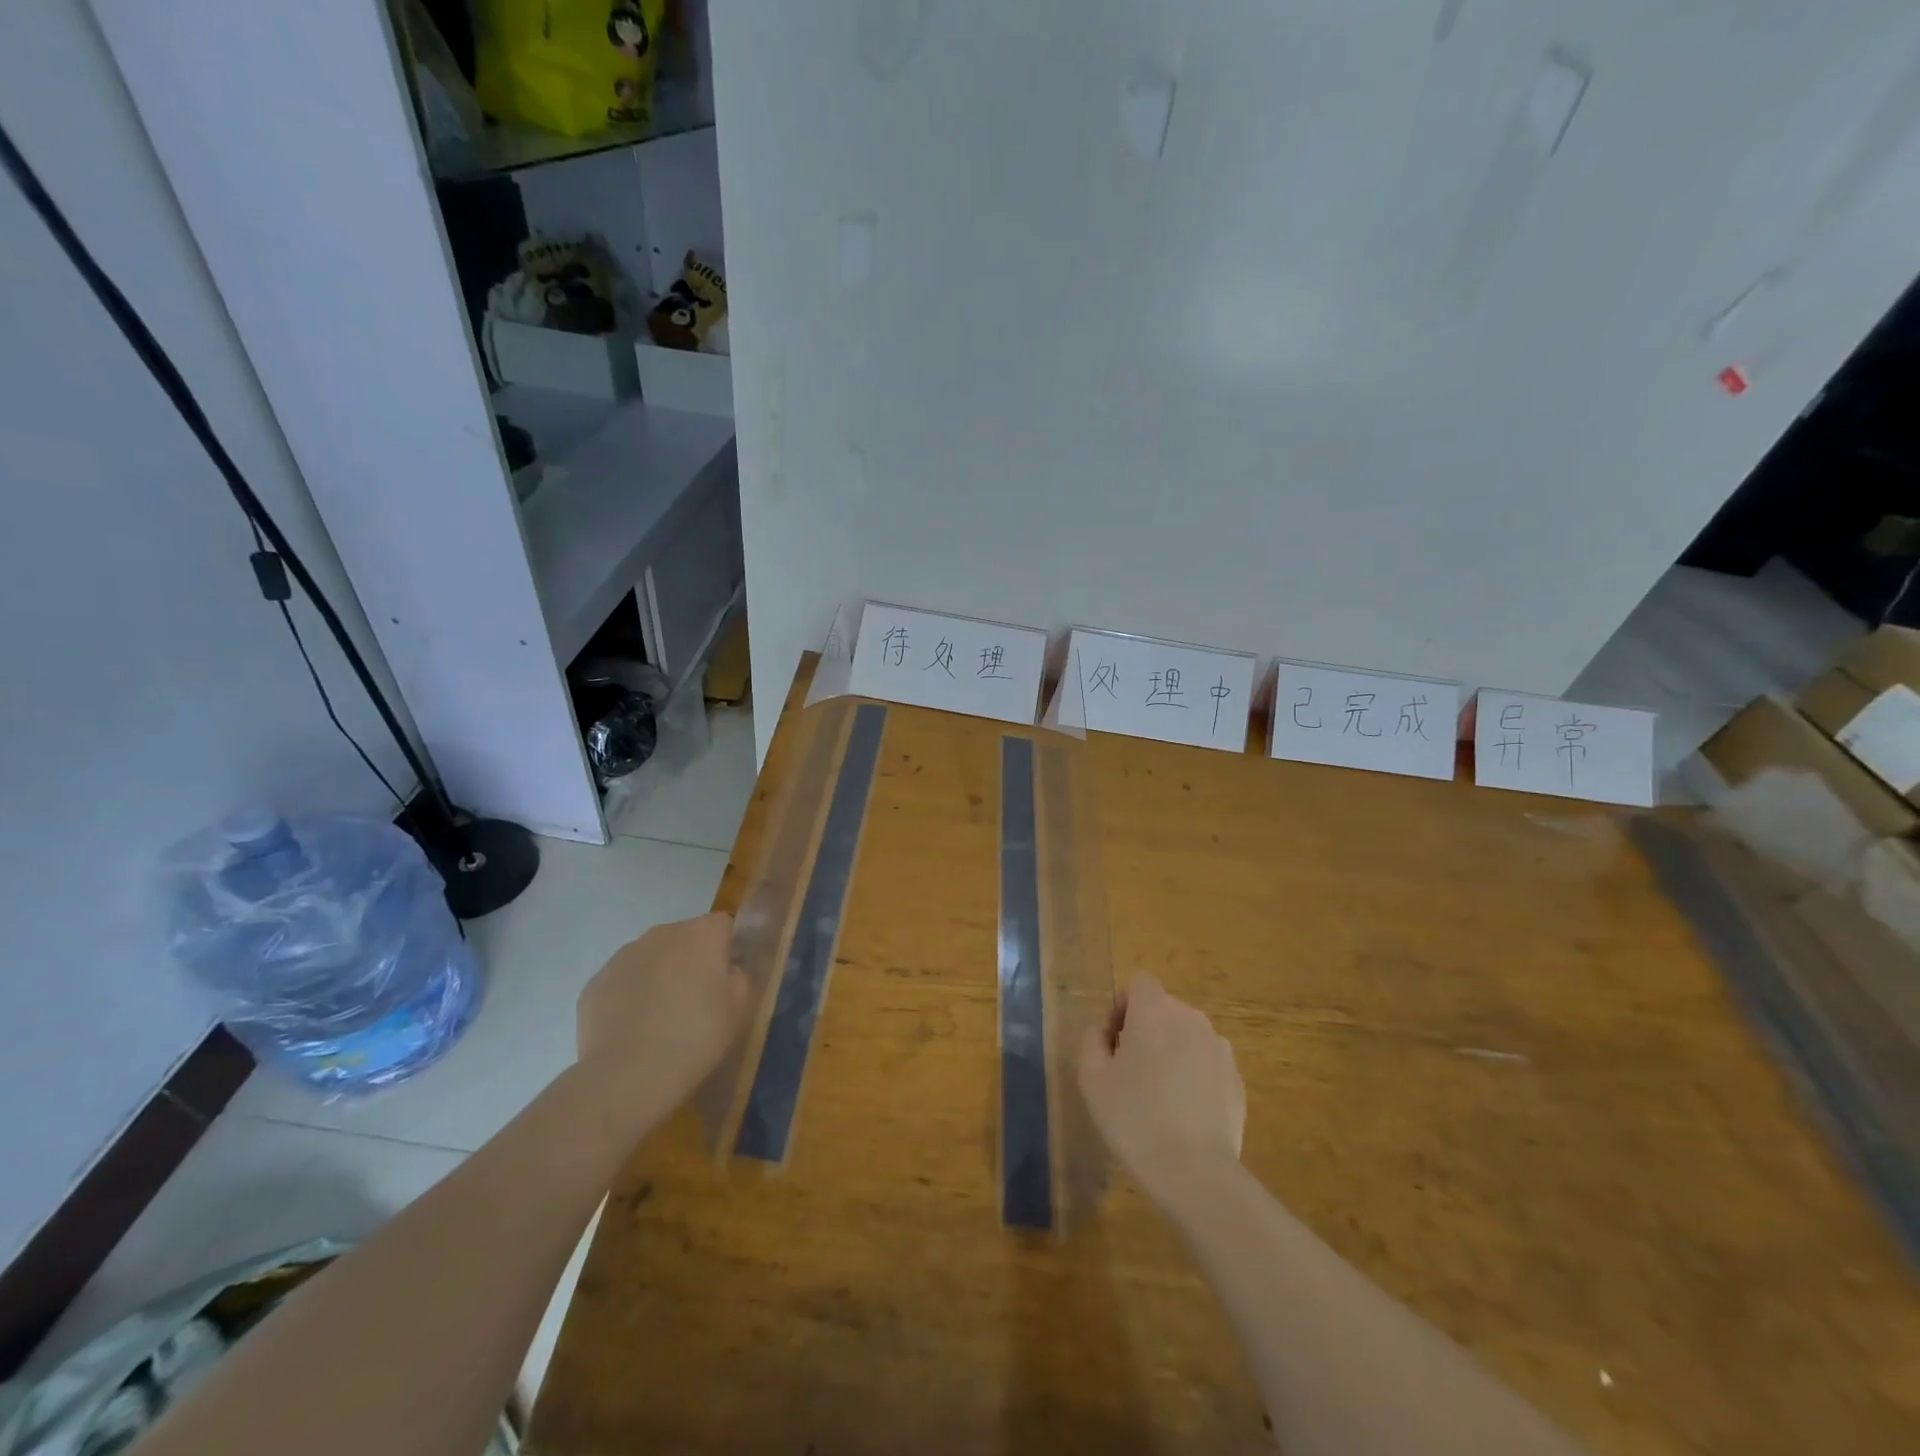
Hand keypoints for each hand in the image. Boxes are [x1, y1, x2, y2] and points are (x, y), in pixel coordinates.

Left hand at [576, 912, 747, 1125]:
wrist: (628, 1076)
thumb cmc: (696, 1036)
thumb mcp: (738, 1007)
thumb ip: (738, 976)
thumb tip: (726, 969)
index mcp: (701, 934)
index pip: (723, 925)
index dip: (728, 949)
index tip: (727, 978)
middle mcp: (661, 934)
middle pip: (685, 938)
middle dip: (691, 960)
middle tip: (696, 1000)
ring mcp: (623, 956)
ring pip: (651, 958)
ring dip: (659, 975)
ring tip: (661, 1018)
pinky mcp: (595, 982)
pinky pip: (623, 981)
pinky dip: (630, 996)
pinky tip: (634, 1028)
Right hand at [1078, 973, 1244, 1205]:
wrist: (1195, 1172)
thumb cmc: (1134, 1118)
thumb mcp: (1091, 1078)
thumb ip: (1091, 1041)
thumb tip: (1103, 1031)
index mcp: (1155, 1010)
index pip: (1138, 982)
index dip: (1122, 1005)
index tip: (1114, 1042)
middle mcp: (1191, 1018)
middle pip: (1162, 1009)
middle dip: (1145, 1030)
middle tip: (1130, 1072)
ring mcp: (1219, 1048)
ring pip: (1186, 1036)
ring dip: (1171, 1052)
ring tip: (1159, 1097)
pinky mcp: (1236, 1078)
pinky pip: (1206, 1064)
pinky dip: (1193, 1076)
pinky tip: (1184, 1114)